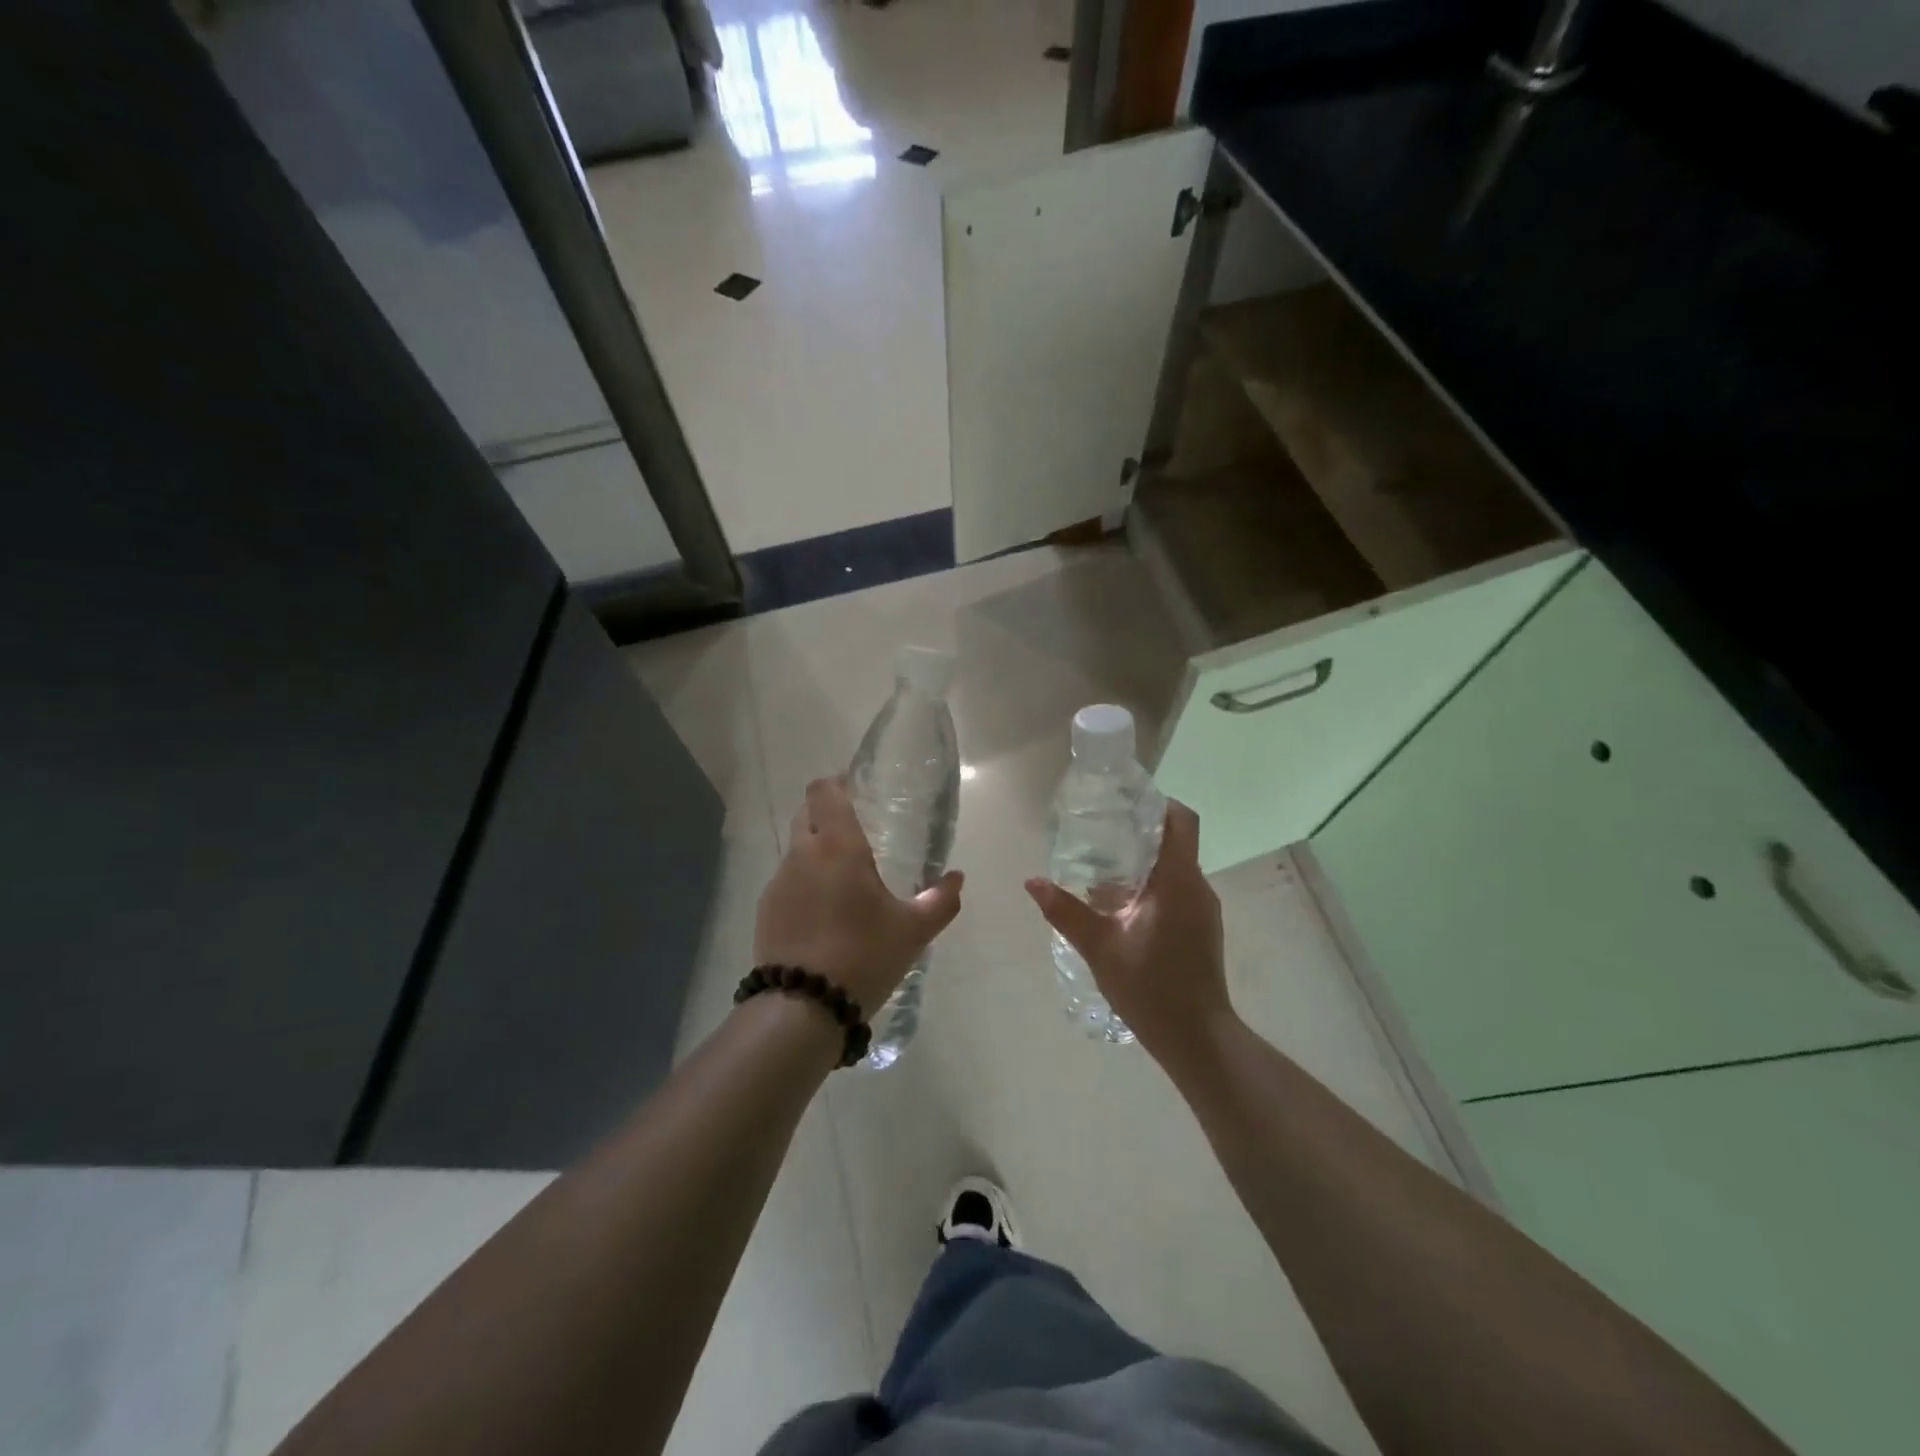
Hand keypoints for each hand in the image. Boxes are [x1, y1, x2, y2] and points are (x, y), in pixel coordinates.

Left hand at [755, 778, 964, 1016]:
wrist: (803, 1007)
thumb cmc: (864, 955)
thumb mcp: (913, 930)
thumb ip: (940, 900)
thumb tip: (958, 879)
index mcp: (838, 845)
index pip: (824, 791)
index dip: (837, 784)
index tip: (856, 792)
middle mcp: (802, 854)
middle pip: (806, 813)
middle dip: (826, 813)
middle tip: (856, 833)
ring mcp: (779, 882)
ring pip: (796, 848)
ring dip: (815, 851)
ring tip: (842, 880)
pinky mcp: (766, 910)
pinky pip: (787, 880)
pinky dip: (804, 883)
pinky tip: (823, 912)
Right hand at [1024, 799, 1233, 1066]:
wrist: (1197, 1039)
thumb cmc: (1151, 987)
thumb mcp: (1100, 947)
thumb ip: (1066, 912)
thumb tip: (1033, 882)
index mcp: (1178, 881)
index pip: (1181, 821)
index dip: (1158, 803)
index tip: (1125, 802)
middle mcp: (1196, 887)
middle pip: (1174, 842)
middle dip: (1140, 833)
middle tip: (1100, 832)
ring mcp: (1203, 910)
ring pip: (1175, 869)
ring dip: (1143, 864)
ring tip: (1102, 869)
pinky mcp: (1201, 929)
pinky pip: (1177, 892)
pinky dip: (1151, 887)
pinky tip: (1120, 907)